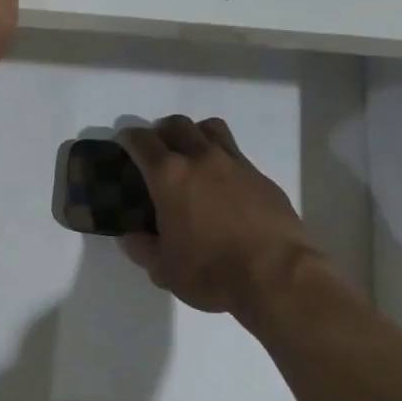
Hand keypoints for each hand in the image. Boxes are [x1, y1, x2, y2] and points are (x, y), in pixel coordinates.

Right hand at [117, 116, 322, 319]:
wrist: (278, 276)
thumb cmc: (212, 272)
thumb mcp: (164, 270)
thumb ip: (142, 248)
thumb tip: (131, 236)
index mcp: (169, 176)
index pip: (141, 140)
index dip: (128, 139)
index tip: (124, 146)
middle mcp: (201, 158)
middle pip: (176, 124)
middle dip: (161, 132)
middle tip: (157, 153)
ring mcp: (235, 163)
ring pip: (210, 129)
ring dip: (195, 134)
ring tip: (192, 157)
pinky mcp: (261, 176)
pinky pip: (236, 154)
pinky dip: (223, 160)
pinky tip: (224, 187)